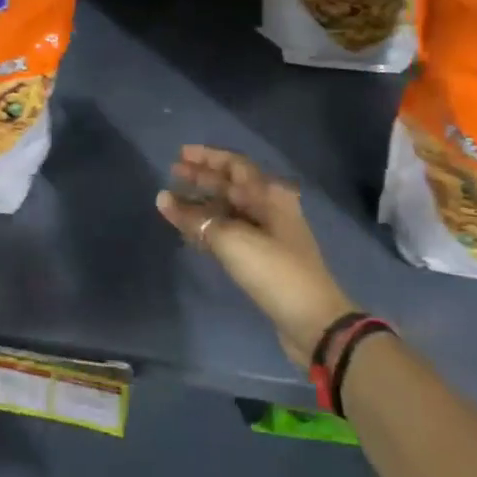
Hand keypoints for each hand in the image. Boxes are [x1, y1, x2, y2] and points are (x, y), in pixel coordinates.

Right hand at [157, 145, 355, 366]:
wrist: (313, 322)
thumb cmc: (275, 271)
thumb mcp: (232, 241)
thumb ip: (195, 219)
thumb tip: (163, 198)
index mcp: (269, 195)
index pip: (234, 165)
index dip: (207, 157)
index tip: (180, 154)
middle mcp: (269, 208)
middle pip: (230, 186)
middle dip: (201, 179)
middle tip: (171, 174)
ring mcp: (267, 234)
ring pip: (228, 211)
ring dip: (201, 205)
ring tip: (173, 203)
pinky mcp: (262, 259)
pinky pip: (229, 233)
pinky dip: (209, 229)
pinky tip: (189, 232)